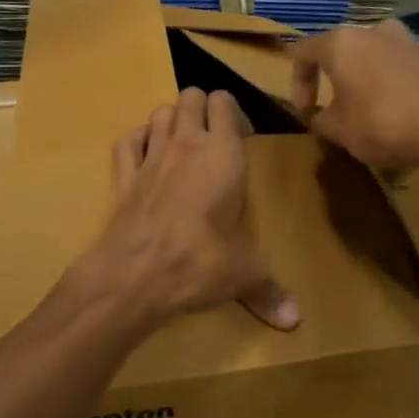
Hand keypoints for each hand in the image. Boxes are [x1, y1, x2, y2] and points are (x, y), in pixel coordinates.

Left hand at [75, 88, 299, 332]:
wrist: (135, 275)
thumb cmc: (200, 263)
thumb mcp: (243, 275)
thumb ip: (269, 291)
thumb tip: (296, 321)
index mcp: (223, 154)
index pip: (226, 104)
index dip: (234, 112)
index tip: (243, 137)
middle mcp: (185, 144)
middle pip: (191, 96)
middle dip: (203, 108)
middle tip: (215, 139)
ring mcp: (150, 157)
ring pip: (159, 112)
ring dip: (171, 120)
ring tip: (183, 145)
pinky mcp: (123, 176)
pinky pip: (127, 141)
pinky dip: (137, 141)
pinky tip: (146, 157)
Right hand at [292, 20, 418, 169]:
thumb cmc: (384, 123)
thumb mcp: (340, 131)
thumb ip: (320, 121)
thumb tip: (320, 118)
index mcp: (342, 43)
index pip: (303, 52)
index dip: (297, 83)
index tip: (305, 111)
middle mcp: (374, 31)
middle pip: (343, 50)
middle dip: (335, 79)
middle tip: (336, 108)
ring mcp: (410, 40)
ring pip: (375, 58)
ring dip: (366, 81)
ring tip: (370, 112)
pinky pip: (403, 69)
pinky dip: (394, 87)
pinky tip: (402, 115)